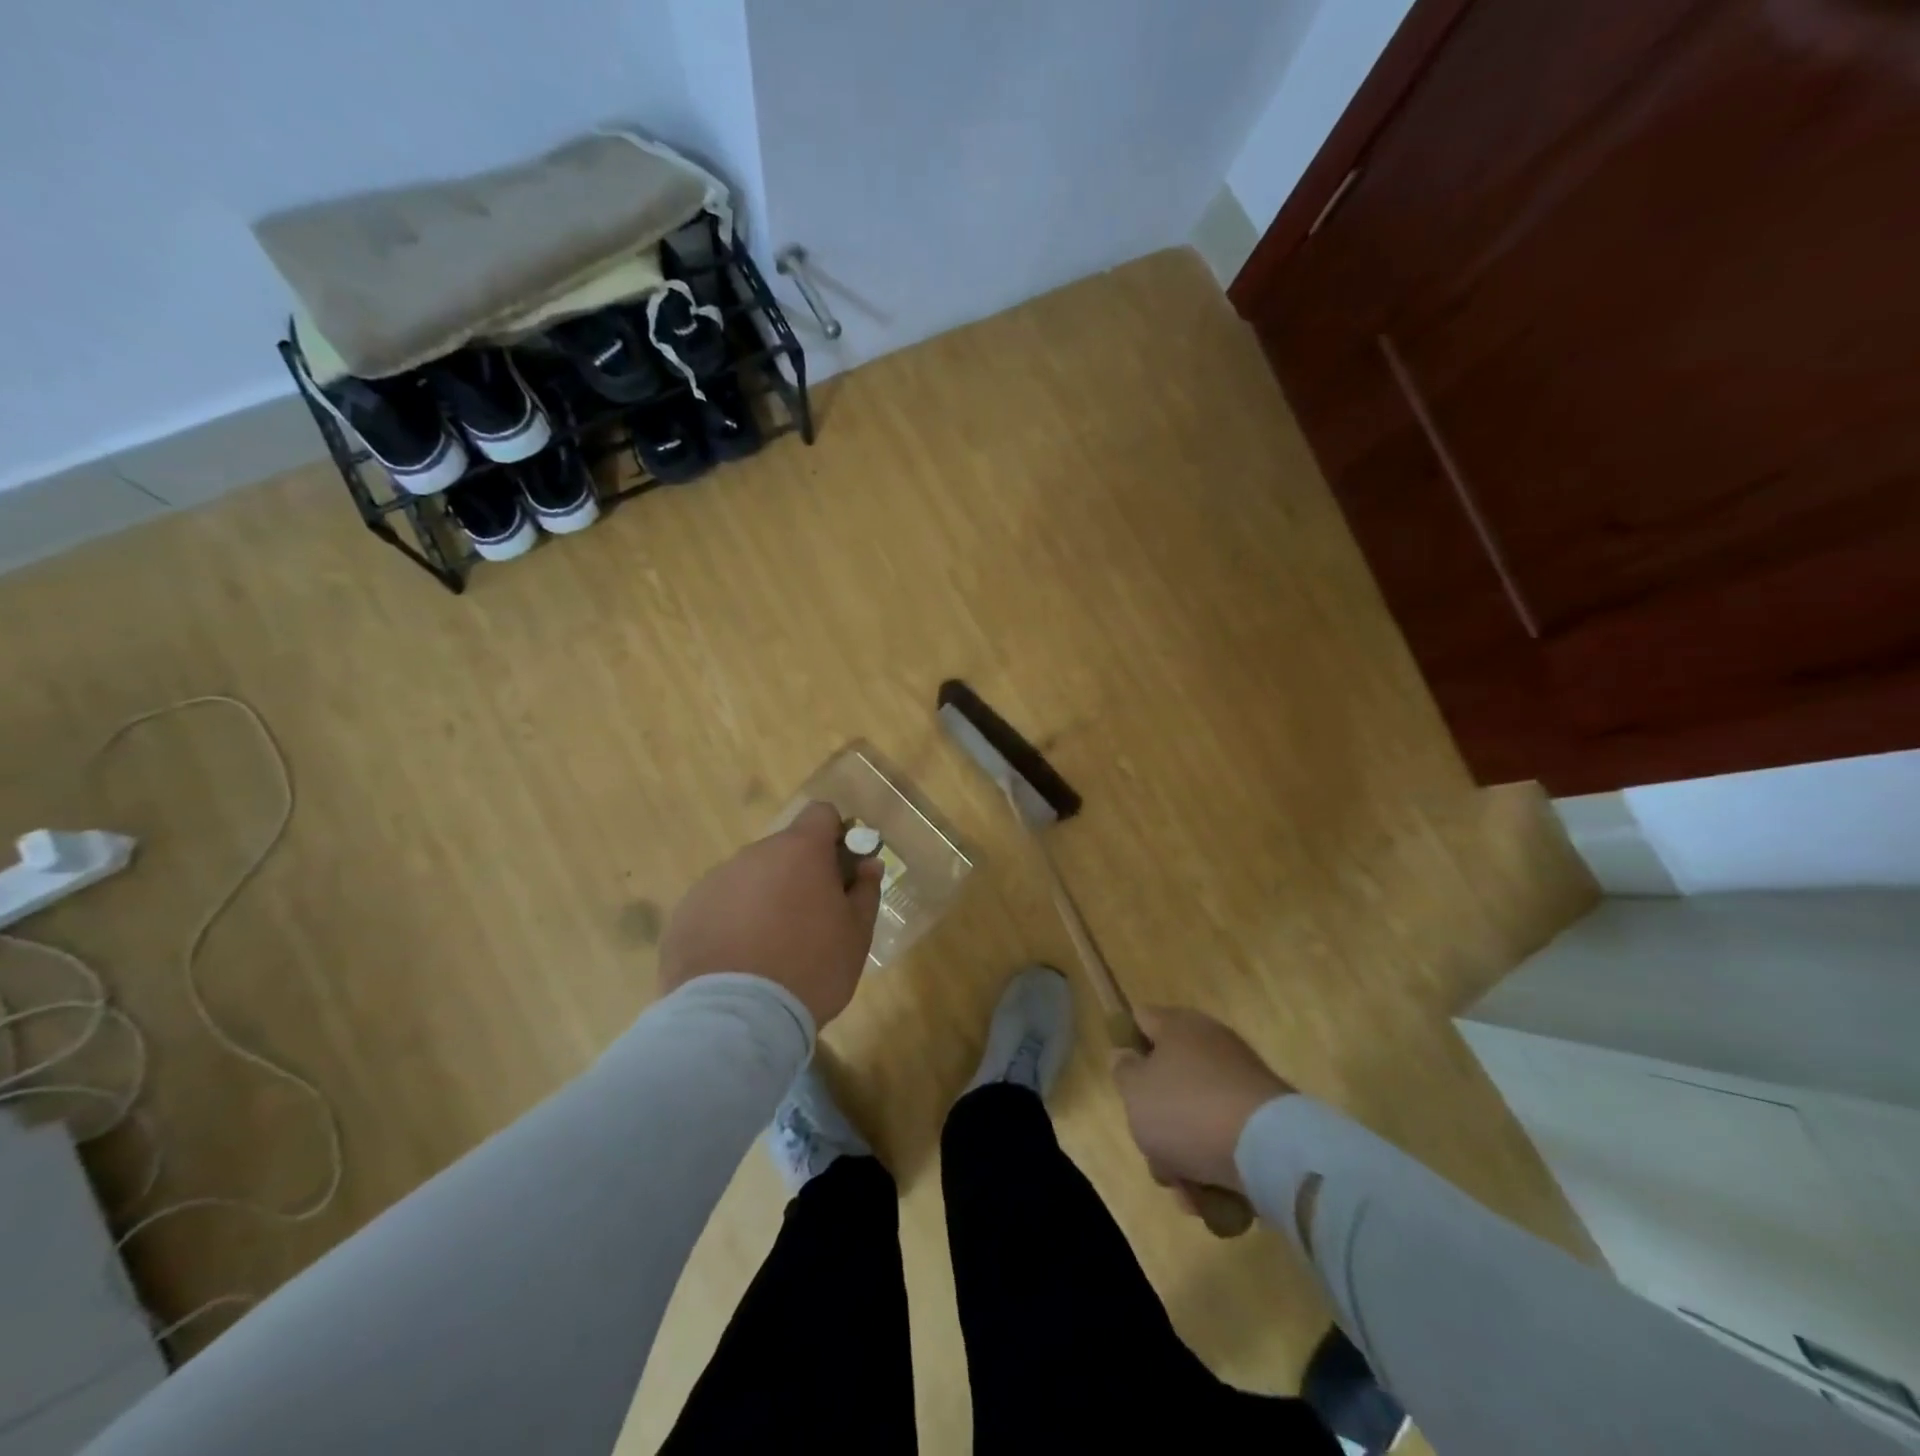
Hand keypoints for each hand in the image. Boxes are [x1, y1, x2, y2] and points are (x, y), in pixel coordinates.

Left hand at [658, 801, 883, 1026]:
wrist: (736, 1019)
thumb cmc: (811, 969)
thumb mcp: (856, 934)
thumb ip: (865, 891)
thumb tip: (868, 864)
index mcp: (800, 851)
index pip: (821, 814)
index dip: (835, 836)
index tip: (840, 870)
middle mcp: (754, 855)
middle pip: (783, 850)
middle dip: (798, 874)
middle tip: (809, 921)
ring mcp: (714, 882)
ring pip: (749, 878)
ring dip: (763, 898)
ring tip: (769, 949)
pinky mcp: (685, 913)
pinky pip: (718, 906)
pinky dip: (731, 923)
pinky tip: (737, 962)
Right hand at [1111, 1007, 1293, 1195]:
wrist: (1270, 1150)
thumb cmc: (1187, 1110)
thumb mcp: (1135, 1091)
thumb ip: (1123, 1071)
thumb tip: (1129, 1058)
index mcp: (1179, 1026)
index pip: (1141, 1020)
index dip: (1126, 1046)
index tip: (1124, 1084)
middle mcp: (1211, 1044)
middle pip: (1168, 1079)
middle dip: (1157, 1122)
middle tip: (1154, 1152)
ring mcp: (1241, 1081)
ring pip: (1196, 1116)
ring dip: (1184, 1156)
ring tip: (1187, 1191)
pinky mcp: (1265, 1118)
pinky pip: (1226, 1138)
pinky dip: (1216, 1166)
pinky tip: (1212, 1198)